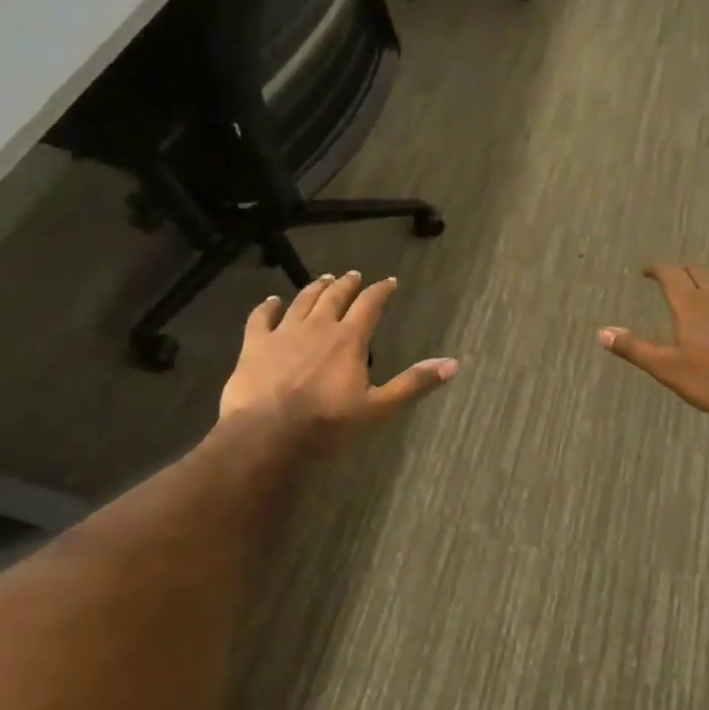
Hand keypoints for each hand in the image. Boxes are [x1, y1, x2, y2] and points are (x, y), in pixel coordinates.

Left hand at [220, 272, 456, 450]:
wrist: (268, 433)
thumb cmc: (327, 423)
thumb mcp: (378, 408)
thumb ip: (413, 383)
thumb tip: (453, 364)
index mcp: (349, 339)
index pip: (370, 304)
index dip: (381, 291)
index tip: (389, 282)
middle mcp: (318, 326)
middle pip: (335, 296)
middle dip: (347, 284)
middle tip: (353, 276)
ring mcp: (284, 332)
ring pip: (302, 301)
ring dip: (315, 288)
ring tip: (323, 280)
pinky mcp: (255, 344)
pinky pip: (262, 316)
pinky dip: (268, 306)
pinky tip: (272, 300)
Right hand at [599, 264, 708, 422]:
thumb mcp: (668, 368)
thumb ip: (635, 348)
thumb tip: (602, 332)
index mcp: (689, 305)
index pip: (670, 274)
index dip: (657, 269)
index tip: (646, 271)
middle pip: (697, 271)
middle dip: (681, 270)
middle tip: (671, 276)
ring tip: (703, 280)